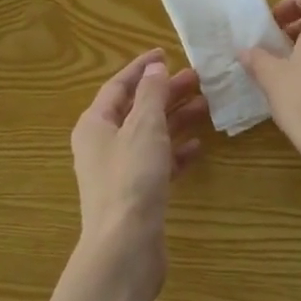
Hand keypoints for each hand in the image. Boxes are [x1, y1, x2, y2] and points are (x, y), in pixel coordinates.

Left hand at [69, 49, 207, 299]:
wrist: (125, 247)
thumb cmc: (131, 178)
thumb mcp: (144, 127)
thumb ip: (151, 95)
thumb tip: (154, 67)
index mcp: (95, 124)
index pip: (118, 86)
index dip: (142, 68)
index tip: (166, 52)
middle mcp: (103, 145)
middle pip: (136, 110)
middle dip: (165, 93)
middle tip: (198, 79)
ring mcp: (119, 172)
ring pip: (150, 136)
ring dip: (175, 120)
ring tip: (206, 106)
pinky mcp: (137, 195)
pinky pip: (158, 164)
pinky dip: (176, 153)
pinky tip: (198, 147)